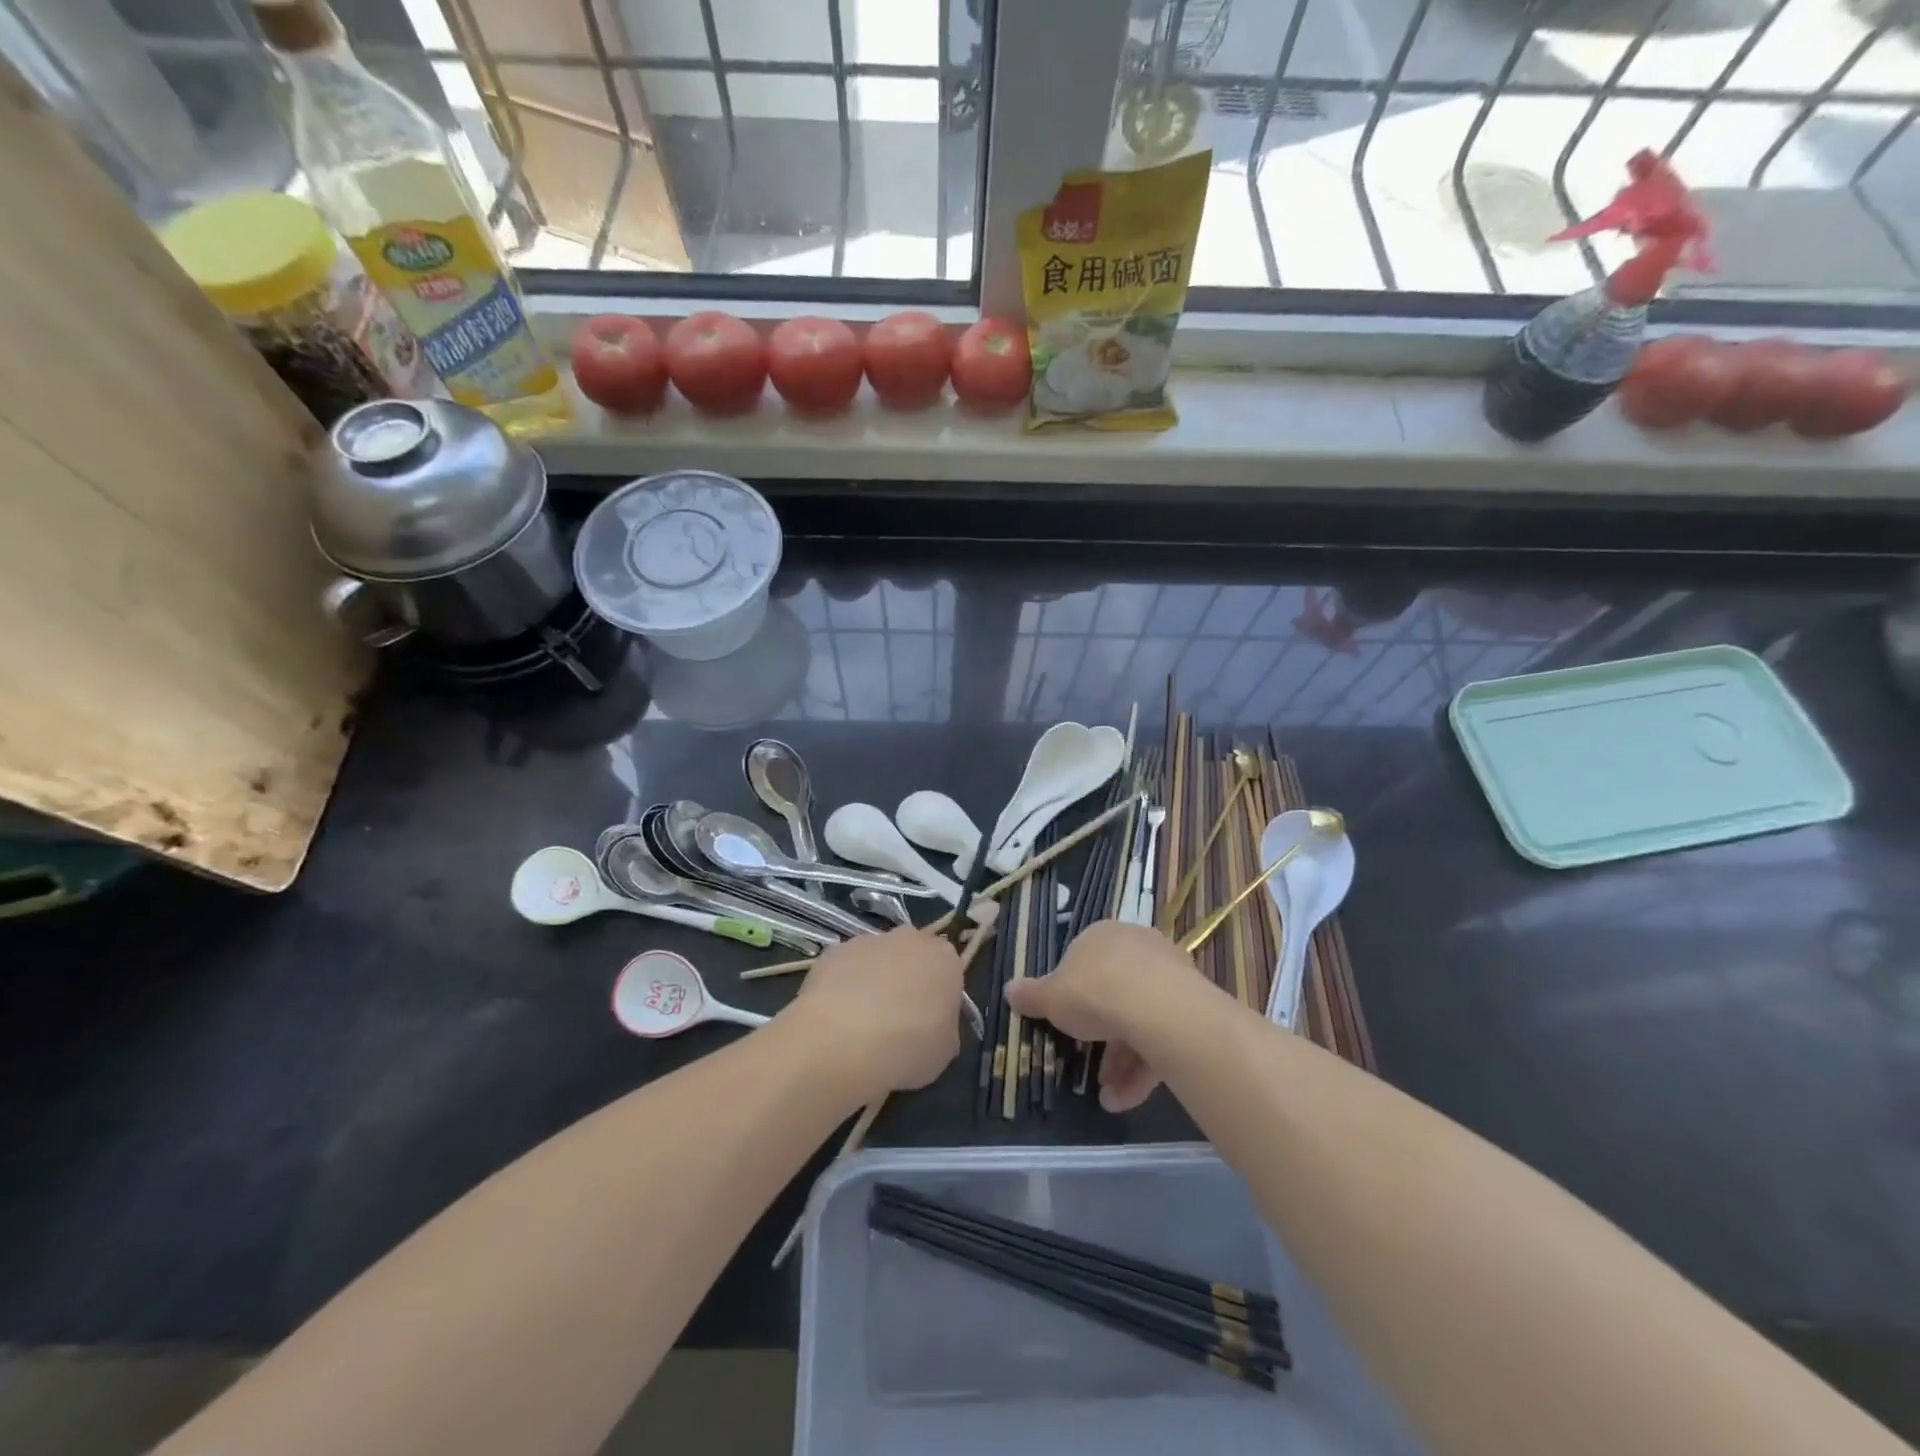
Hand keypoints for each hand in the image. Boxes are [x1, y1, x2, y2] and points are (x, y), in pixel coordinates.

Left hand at [788, 928, 963, 1099]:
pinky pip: (844, 968)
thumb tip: (933, 1025)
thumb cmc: (908, 1046)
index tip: (930, 1021)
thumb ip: (944, 1028)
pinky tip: (835, 1018)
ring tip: (860, 1023)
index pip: (948, 969)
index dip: (938, 995)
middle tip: (897, 1019)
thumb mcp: (945, 1050)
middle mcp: (909, 939)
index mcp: (944, 958)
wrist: (844, 1039)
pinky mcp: (833, 951)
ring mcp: (868, 940)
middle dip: (906, 979)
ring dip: (873, 981)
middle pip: (912, 956)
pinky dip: (842, 986)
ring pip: (877, 959)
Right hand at [1005, 920, 1200, 1112]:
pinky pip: (1162, 1037)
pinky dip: (1144, 1068)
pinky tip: (1126, 1099)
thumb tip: (1009, 990)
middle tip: (1090, 1068)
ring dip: (1121, 1061)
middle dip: (1100, 1038)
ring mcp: (1169, 975)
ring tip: (1108, 1097)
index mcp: (1102, 936)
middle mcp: (1137, 947)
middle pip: (1114, 994)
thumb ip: (1031, 996)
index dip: (1073, 994)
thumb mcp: (1050, 997)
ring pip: (1140, 1020)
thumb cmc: (1094, 992)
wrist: (1157, 1007)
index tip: (1067, 1024)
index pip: (1084, 961)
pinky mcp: (1192, 1006)